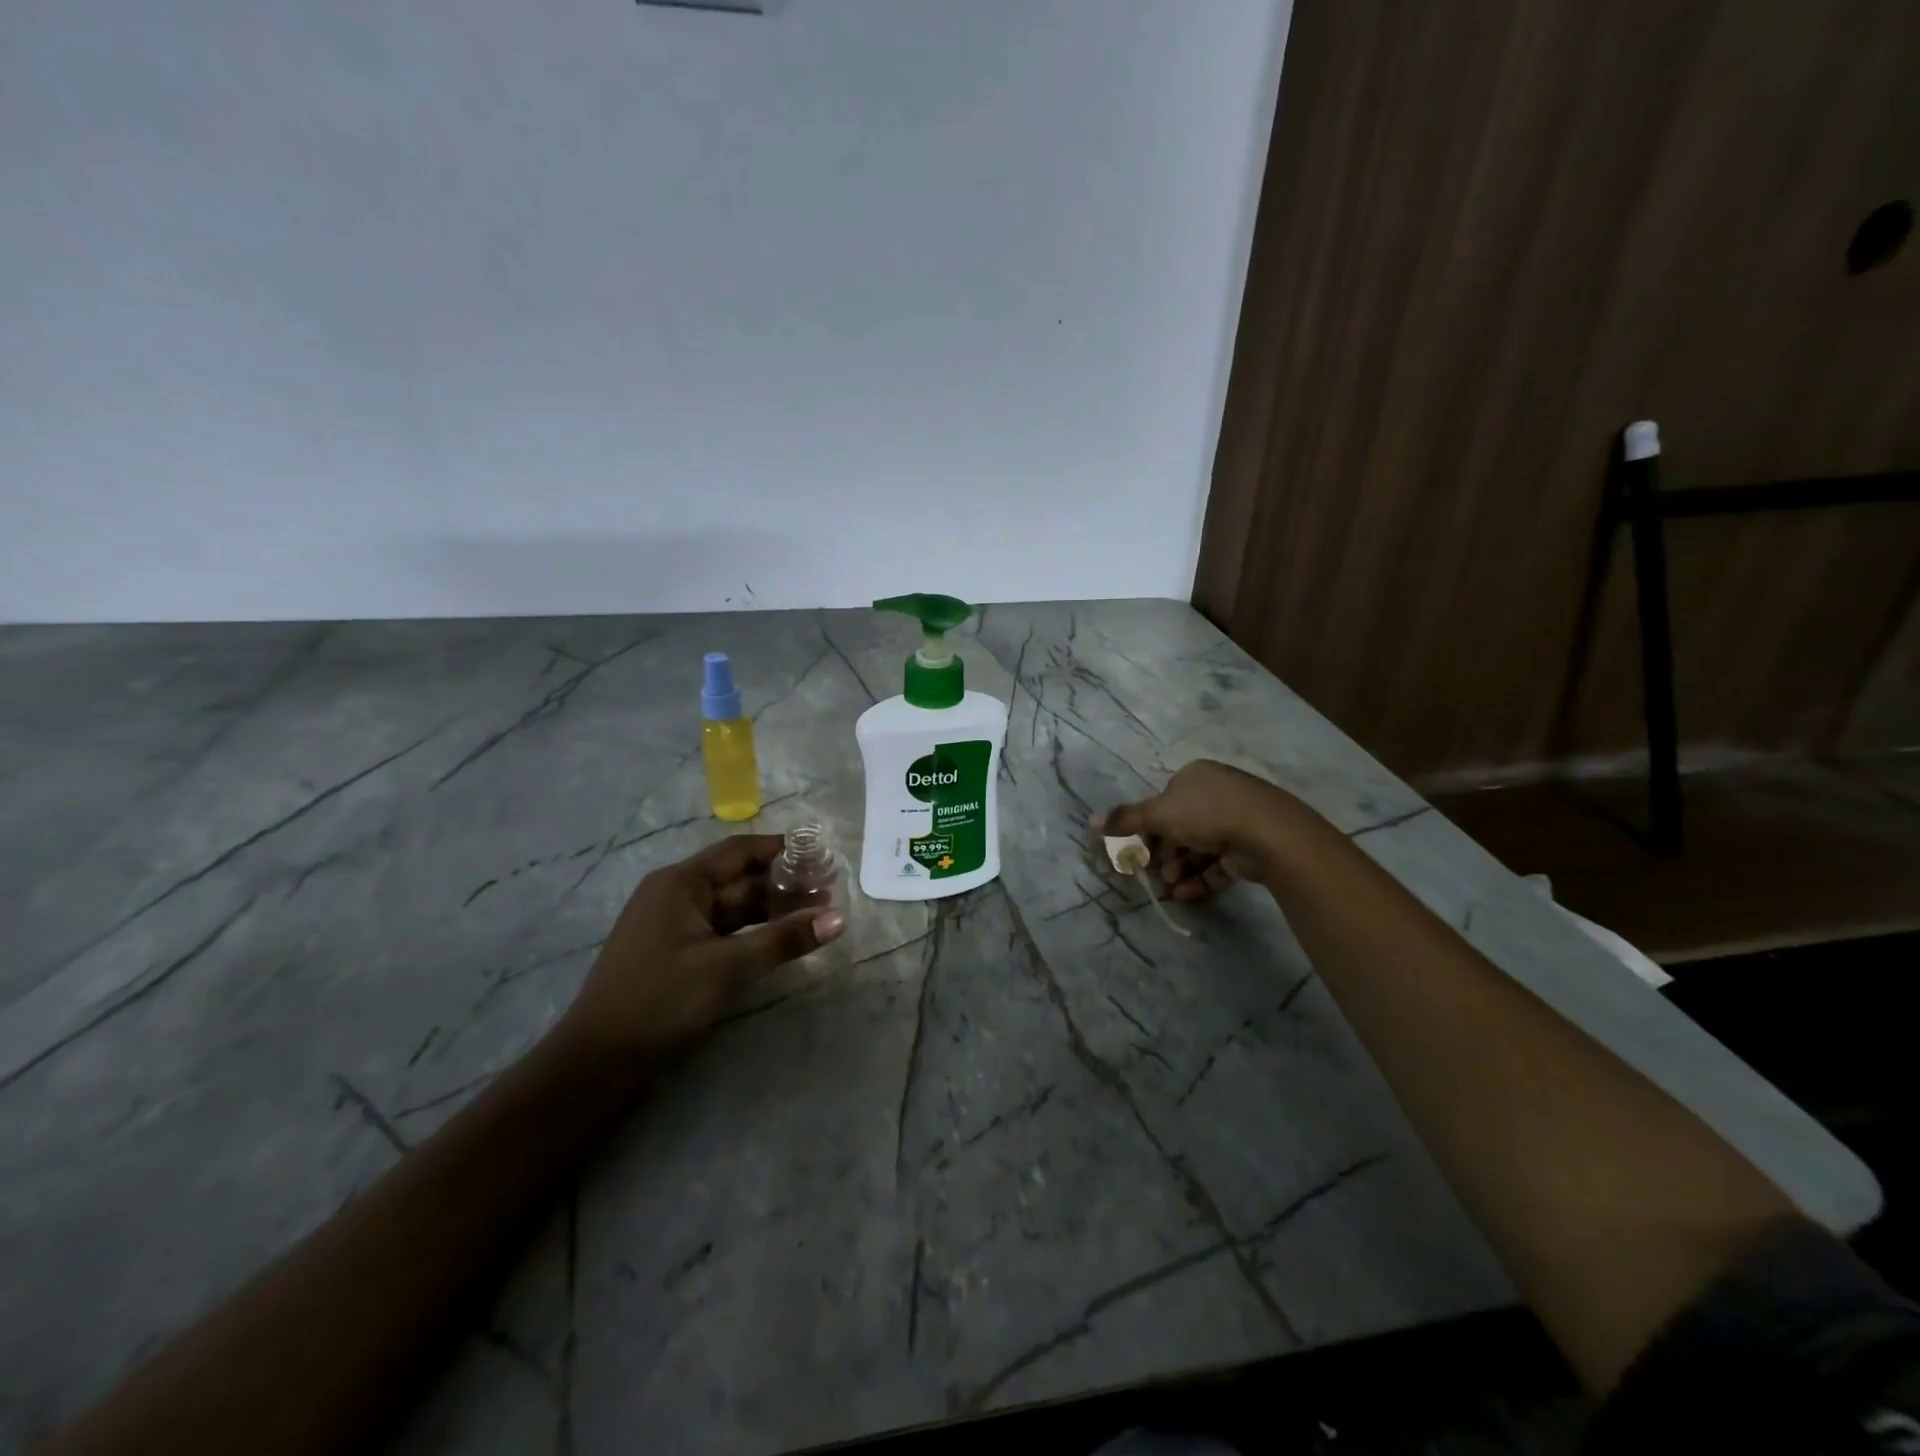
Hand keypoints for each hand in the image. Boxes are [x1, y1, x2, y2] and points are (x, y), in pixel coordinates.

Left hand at [561, 834, 843, 1058]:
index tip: (823, 855)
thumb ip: (783, 940)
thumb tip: (838, 918)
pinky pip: (724, 931)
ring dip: (773, 909)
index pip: (741, 851)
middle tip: (831, 890)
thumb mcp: (726, 967)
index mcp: (680, 883)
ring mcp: (676, 925)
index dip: (782, 849)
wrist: (597, 1062)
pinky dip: (754, 932)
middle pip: (740, 878)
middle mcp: (677, 894)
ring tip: (818, 914)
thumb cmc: (659, 1000)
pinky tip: (783, 939)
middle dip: (784, 883)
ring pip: (734, 907)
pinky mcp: (678, 953)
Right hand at [1097, 760, 1299, 900]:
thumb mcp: (1159, 813)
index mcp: (1195, 776)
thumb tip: (1091, 823)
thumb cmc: (1207, 813)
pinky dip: (1199, 879)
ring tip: (1168, 886)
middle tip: (1150, 873)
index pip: (1163, 801)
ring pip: (1199, 848)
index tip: (1134, 850)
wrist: (1268, 833)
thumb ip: (1125, 820)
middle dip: (1162, 853)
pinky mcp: (1250, 849)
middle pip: (1180, 827)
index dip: (1146, 827)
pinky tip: (1184, 895)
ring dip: (1178, 869)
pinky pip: (1218, 865)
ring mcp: (1237, 821)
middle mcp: (1217, 794)